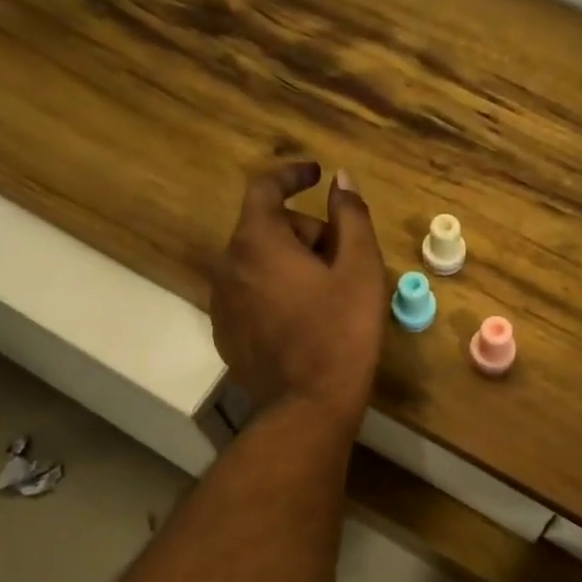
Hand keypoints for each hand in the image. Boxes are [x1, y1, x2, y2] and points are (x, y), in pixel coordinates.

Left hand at [211, 162, 386, 424]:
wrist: (308, 406)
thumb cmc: (341, 331)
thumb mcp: (360, 268)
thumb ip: (350, 216)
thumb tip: (341, 180)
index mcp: (257, 242)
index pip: (265, 188)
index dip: (292, 175)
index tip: (317, 175)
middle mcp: (228, 265)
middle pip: (267, 228)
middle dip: (306, 233)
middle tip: (343, 259)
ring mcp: (222, 301)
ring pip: (259, 262)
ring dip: (291, 262)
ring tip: (329, 292)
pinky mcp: (226, 331)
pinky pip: (251, 292)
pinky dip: (276, 290)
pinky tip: (305, 318)